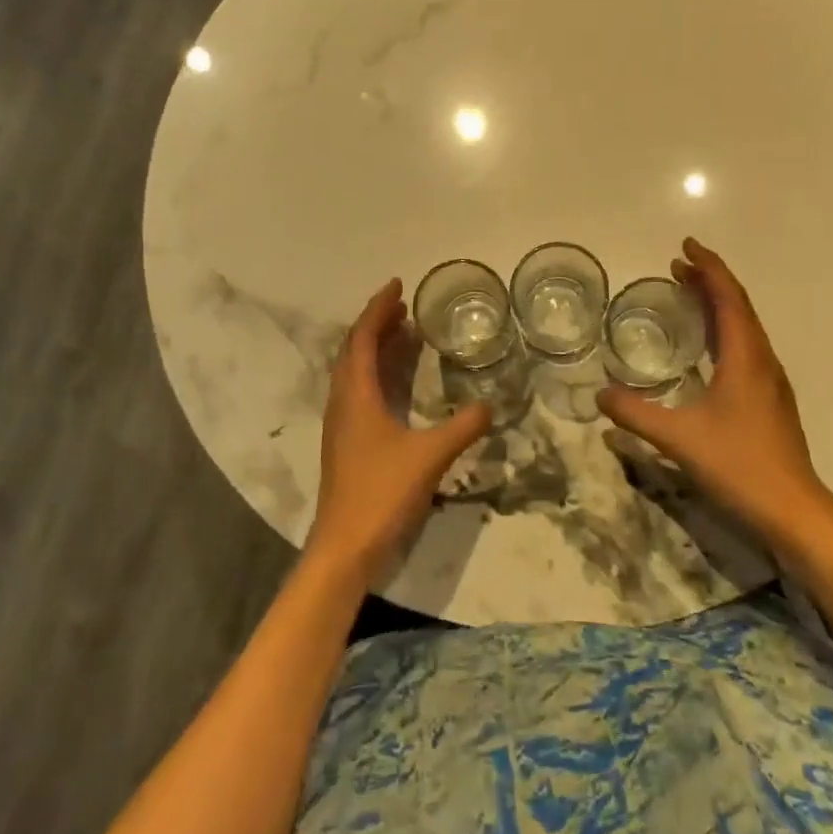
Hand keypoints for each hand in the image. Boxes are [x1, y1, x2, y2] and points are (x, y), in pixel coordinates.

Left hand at [308, 279, 491, 584]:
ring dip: (377, 349)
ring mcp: (342, 424)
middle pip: (354, 350)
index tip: (398, 285)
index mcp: (356, 395)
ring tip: (405, 334)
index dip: (378, 308)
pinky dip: (378, 374)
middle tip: (405, 307)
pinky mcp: (347, 443)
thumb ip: (462, 427)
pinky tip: (399, 385)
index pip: (363, 338)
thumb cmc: (381, 494)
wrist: (344, 547)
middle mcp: (343, 403)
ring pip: (355, 372)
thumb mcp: (430, 456)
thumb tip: (490, 404)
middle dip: (378, 324)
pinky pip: (360, 392)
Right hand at [597, 239, 832, 541]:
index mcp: (745, 358)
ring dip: (718, 304)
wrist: (793, 510)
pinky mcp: (769, 399)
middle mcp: (762, 361)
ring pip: (744, 327)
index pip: (728, 298)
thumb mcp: (678, 438)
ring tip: (689, 294)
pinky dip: (724, 330)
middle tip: (678, 266)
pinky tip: (707, 347)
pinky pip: (745, 347)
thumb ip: (635, 415)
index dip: (708, 267)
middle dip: (710, 281)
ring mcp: (770, 381)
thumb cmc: (739, 465)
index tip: (685, 246)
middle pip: (738, 306)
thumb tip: (599, 395)